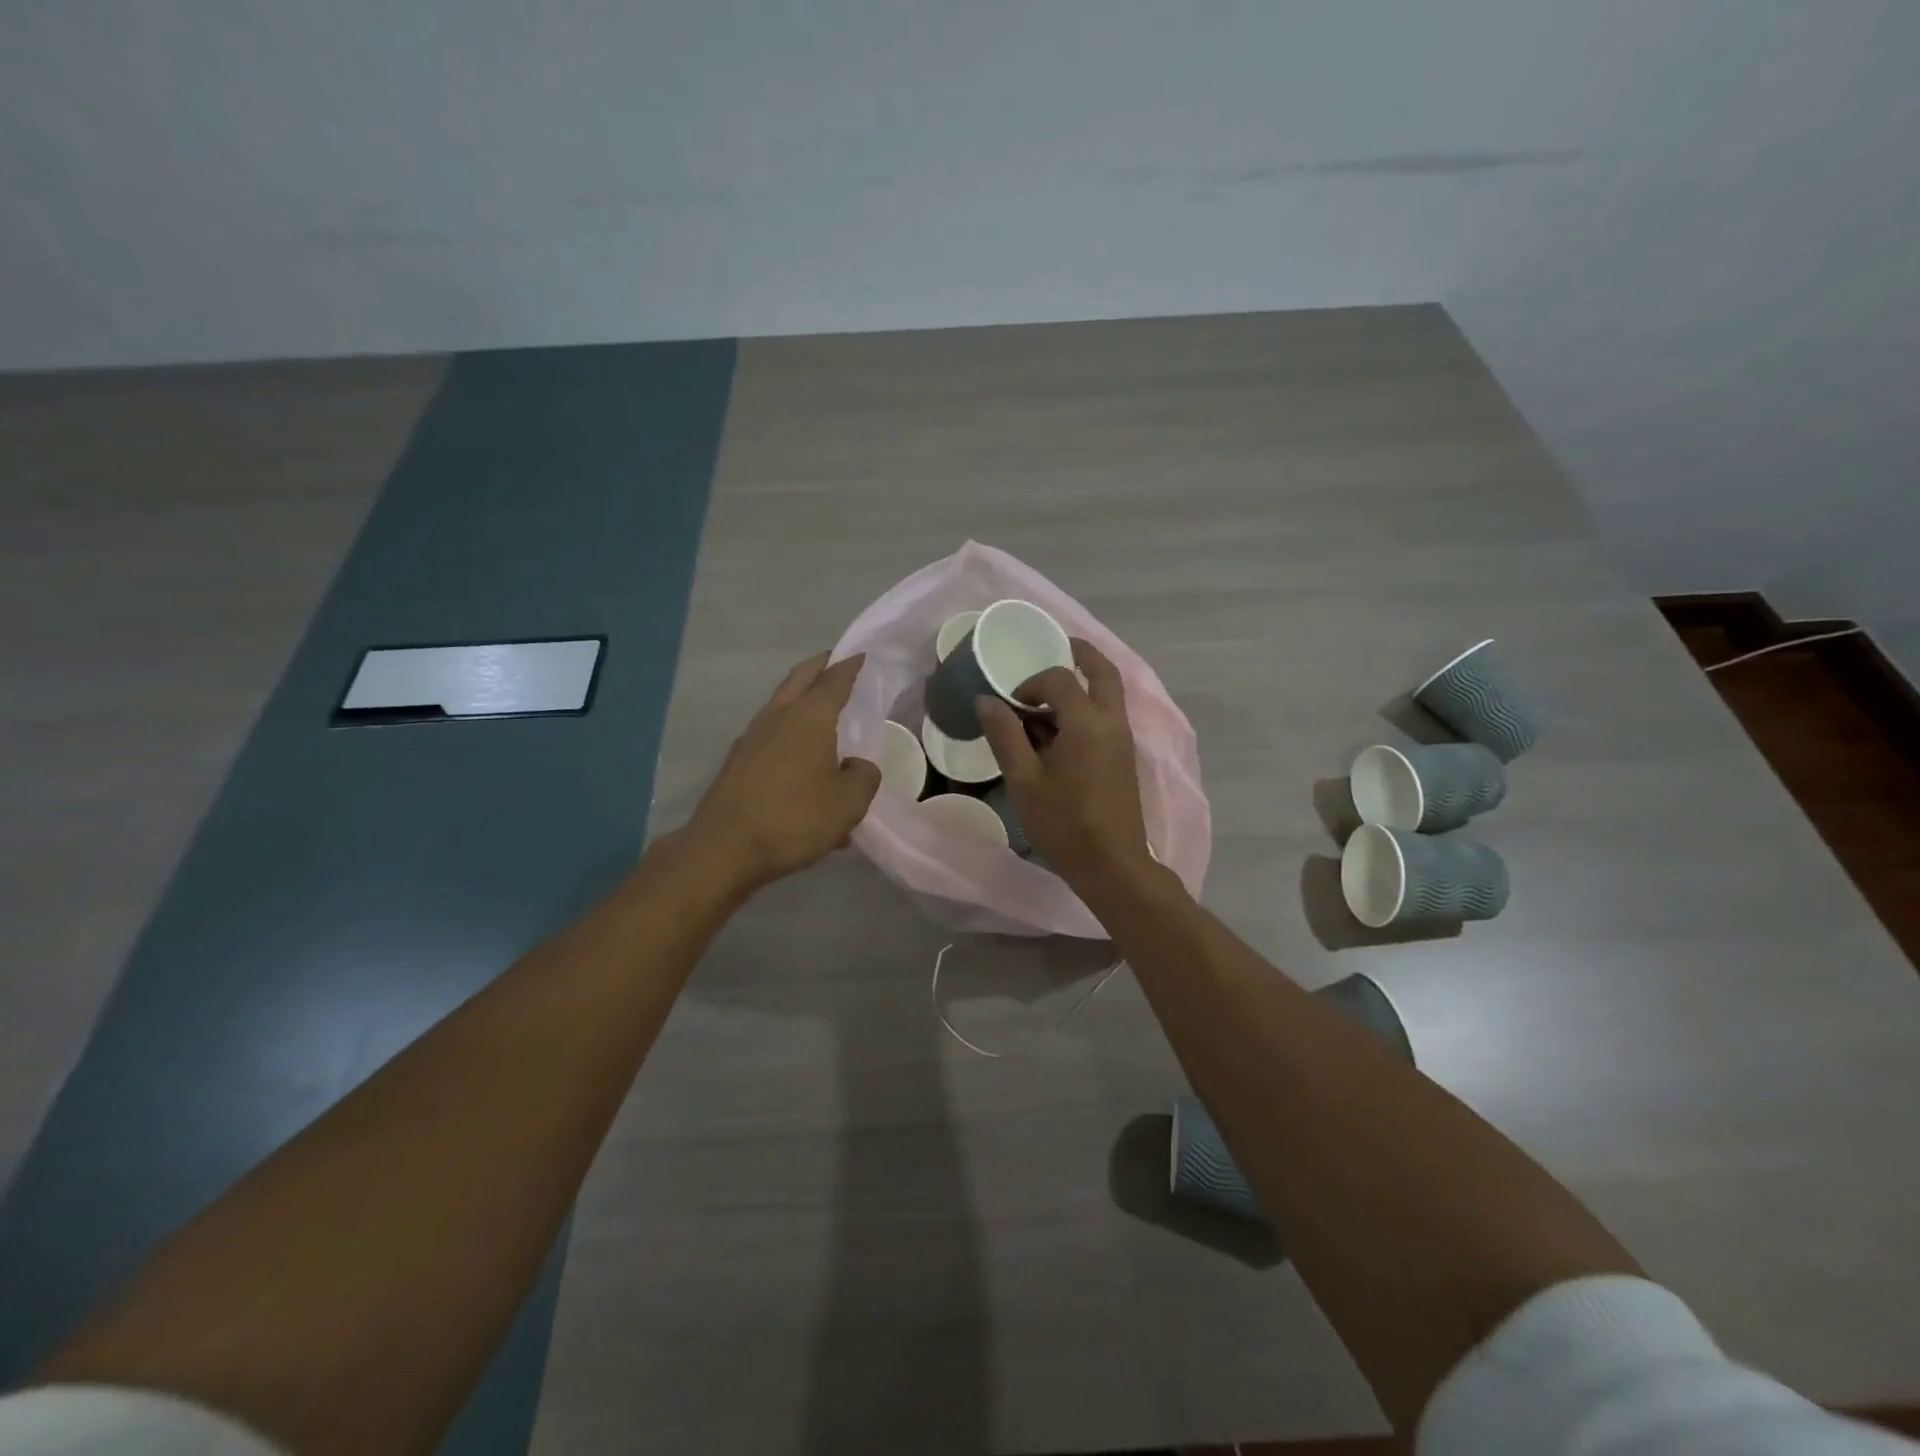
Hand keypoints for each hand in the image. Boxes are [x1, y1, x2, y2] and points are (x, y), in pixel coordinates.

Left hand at [682, 652, 881, 892]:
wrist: (725, 848)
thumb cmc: (795, 817)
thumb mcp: (849, 803)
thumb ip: (864, 776)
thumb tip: (856, 766)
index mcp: (810, 716)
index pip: (835, 679)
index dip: (851, 665)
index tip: (862, 655)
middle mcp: (778, 716)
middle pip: (801, 678)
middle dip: (821, 667)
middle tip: (839, 665)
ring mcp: (752, 738)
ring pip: (783, 705)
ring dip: (803, 702)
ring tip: (824, 716)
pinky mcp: (738, 762)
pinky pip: (772, 737)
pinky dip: (791, 736)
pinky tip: (804, 769)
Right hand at [975, 638, 1153, 884]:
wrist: (1112, 864)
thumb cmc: (1064, 823)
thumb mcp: (1024, 780)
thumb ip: (1005, 735)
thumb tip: (986, 700)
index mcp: (1087, 721)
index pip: (1059, 678)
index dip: (1031, 682)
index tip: (1011, 704)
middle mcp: (1112, 721)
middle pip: (1102, 670)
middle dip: (1079, 654)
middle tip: (1054, 647)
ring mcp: (1123, 739)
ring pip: (1108, 693)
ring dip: (1082, 684)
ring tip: (1045, 696)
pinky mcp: (1124, 757)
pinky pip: (1107, 716)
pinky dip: (1086, 707)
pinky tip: (1058, 730)